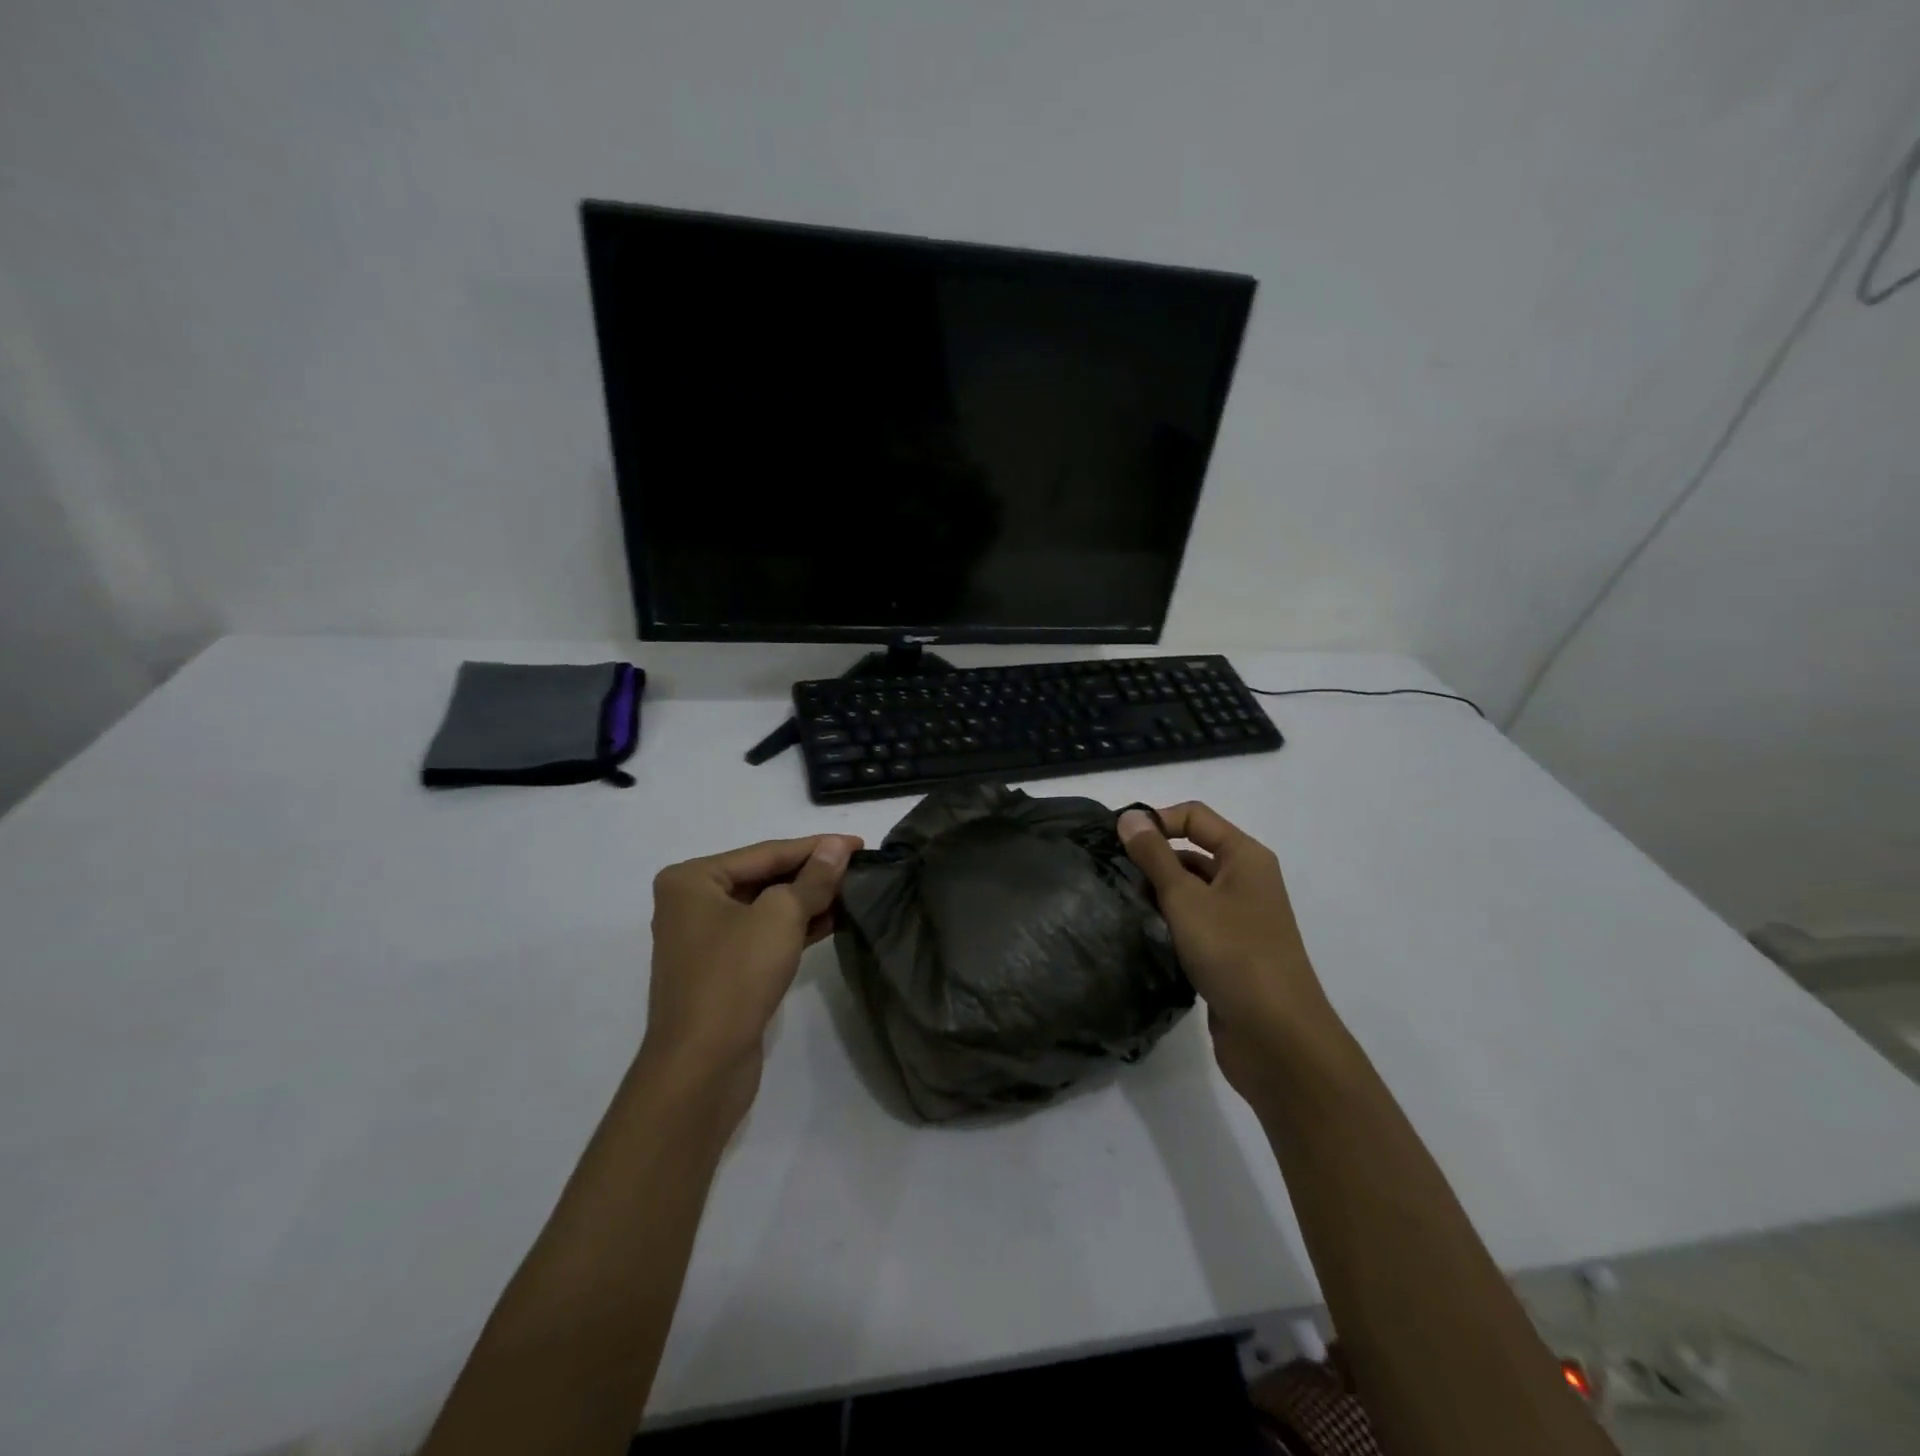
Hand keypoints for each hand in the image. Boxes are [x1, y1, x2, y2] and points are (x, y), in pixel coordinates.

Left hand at [641, 834, 861, 1122]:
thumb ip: (813, 878)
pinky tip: (832, 920)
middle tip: (859, 866)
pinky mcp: (721, 970)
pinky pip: (763, 934)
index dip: (816, 847)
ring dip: (808, 900)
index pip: (766, 852)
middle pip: (764, 877)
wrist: (701, 1067)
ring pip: (766, 907)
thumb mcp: (780, 917)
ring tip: (853, 890)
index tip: (860, 843)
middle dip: (812, 873)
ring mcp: (705, 939)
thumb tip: (837, 847)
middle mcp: (692, 903)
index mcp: (693, 879)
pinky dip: (796, 927)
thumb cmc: (735, 977)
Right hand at [1118, 803, 1337, 1098]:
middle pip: (1192, 852)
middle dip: (1152, 858)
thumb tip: (1130, 816)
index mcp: (1245, 857)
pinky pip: (1192, 923)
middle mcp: (1245, 881)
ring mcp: (1239, 920)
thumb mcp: (1186, 898)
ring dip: (1156, 893)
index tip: (1116, 841)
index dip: (1157, 820)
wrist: (1277, 1038)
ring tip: (1116, 902)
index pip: (1195, 817)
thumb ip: (1154, 855)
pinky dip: (1167, 923)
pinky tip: (1139, 934)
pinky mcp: (1229, 953)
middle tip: (1108, 873)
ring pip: (1189, 891)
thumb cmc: (1233, 954)